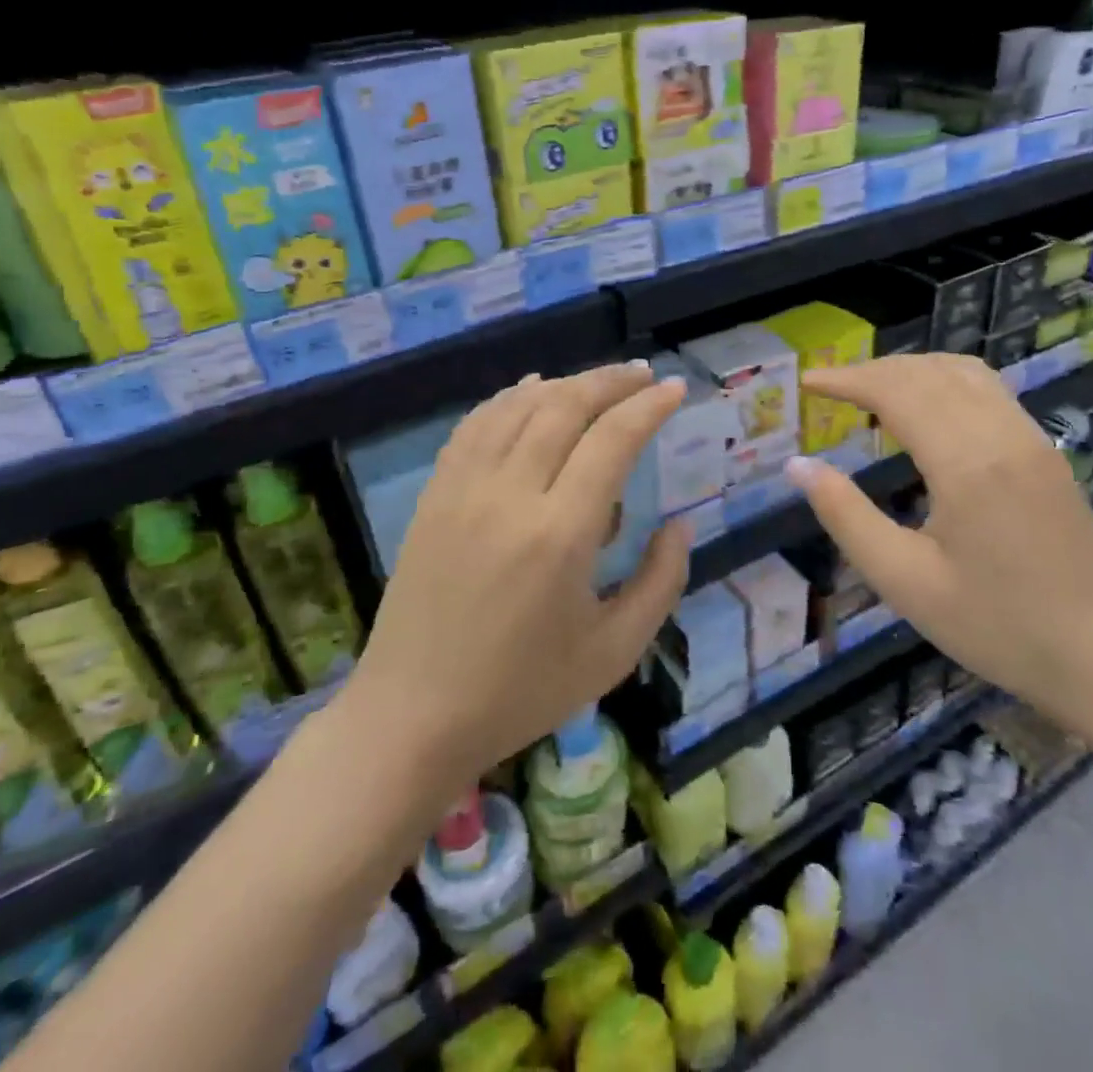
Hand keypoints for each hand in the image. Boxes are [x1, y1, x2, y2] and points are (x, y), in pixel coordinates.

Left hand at [344, 362, 690, 794]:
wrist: (413, 716)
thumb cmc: (522, 691)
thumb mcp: (614, 651)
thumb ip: (661, 581)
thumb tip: (680, 524)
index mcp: (560, 534)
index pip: (612, 440)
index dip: (649, 406)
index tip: (676, 389)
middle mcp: (509, 495)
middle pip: (565, 406)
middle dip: (612, 381)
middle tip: (645, 375)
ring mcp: (463, 489)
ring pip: (518, 406)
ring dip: (565, 383)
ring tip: (599, 382)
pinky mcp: (434, 495)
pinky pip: (476, 425)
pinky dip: (510, 398)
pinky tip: (531, 390)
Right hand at [785, 354, 1092, 740]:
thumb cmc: (994, 626)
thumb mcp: (904, 581)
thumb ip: (846, 516)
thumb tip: (798, 465)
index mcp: (966, 464)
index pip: (897, 391)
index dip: (847, 380)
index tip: (808, 383)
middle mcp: (1002, 434)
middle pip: (927, 372)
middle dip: (872, 371)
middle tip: (830, 389)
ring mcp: (1031, 437)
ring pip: (963, 371)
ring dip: (911, 369)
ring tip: (871, 391)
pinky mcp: (1045, 449)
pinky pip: (989, 389)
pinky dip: (944, 380)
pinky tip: (926, 408)